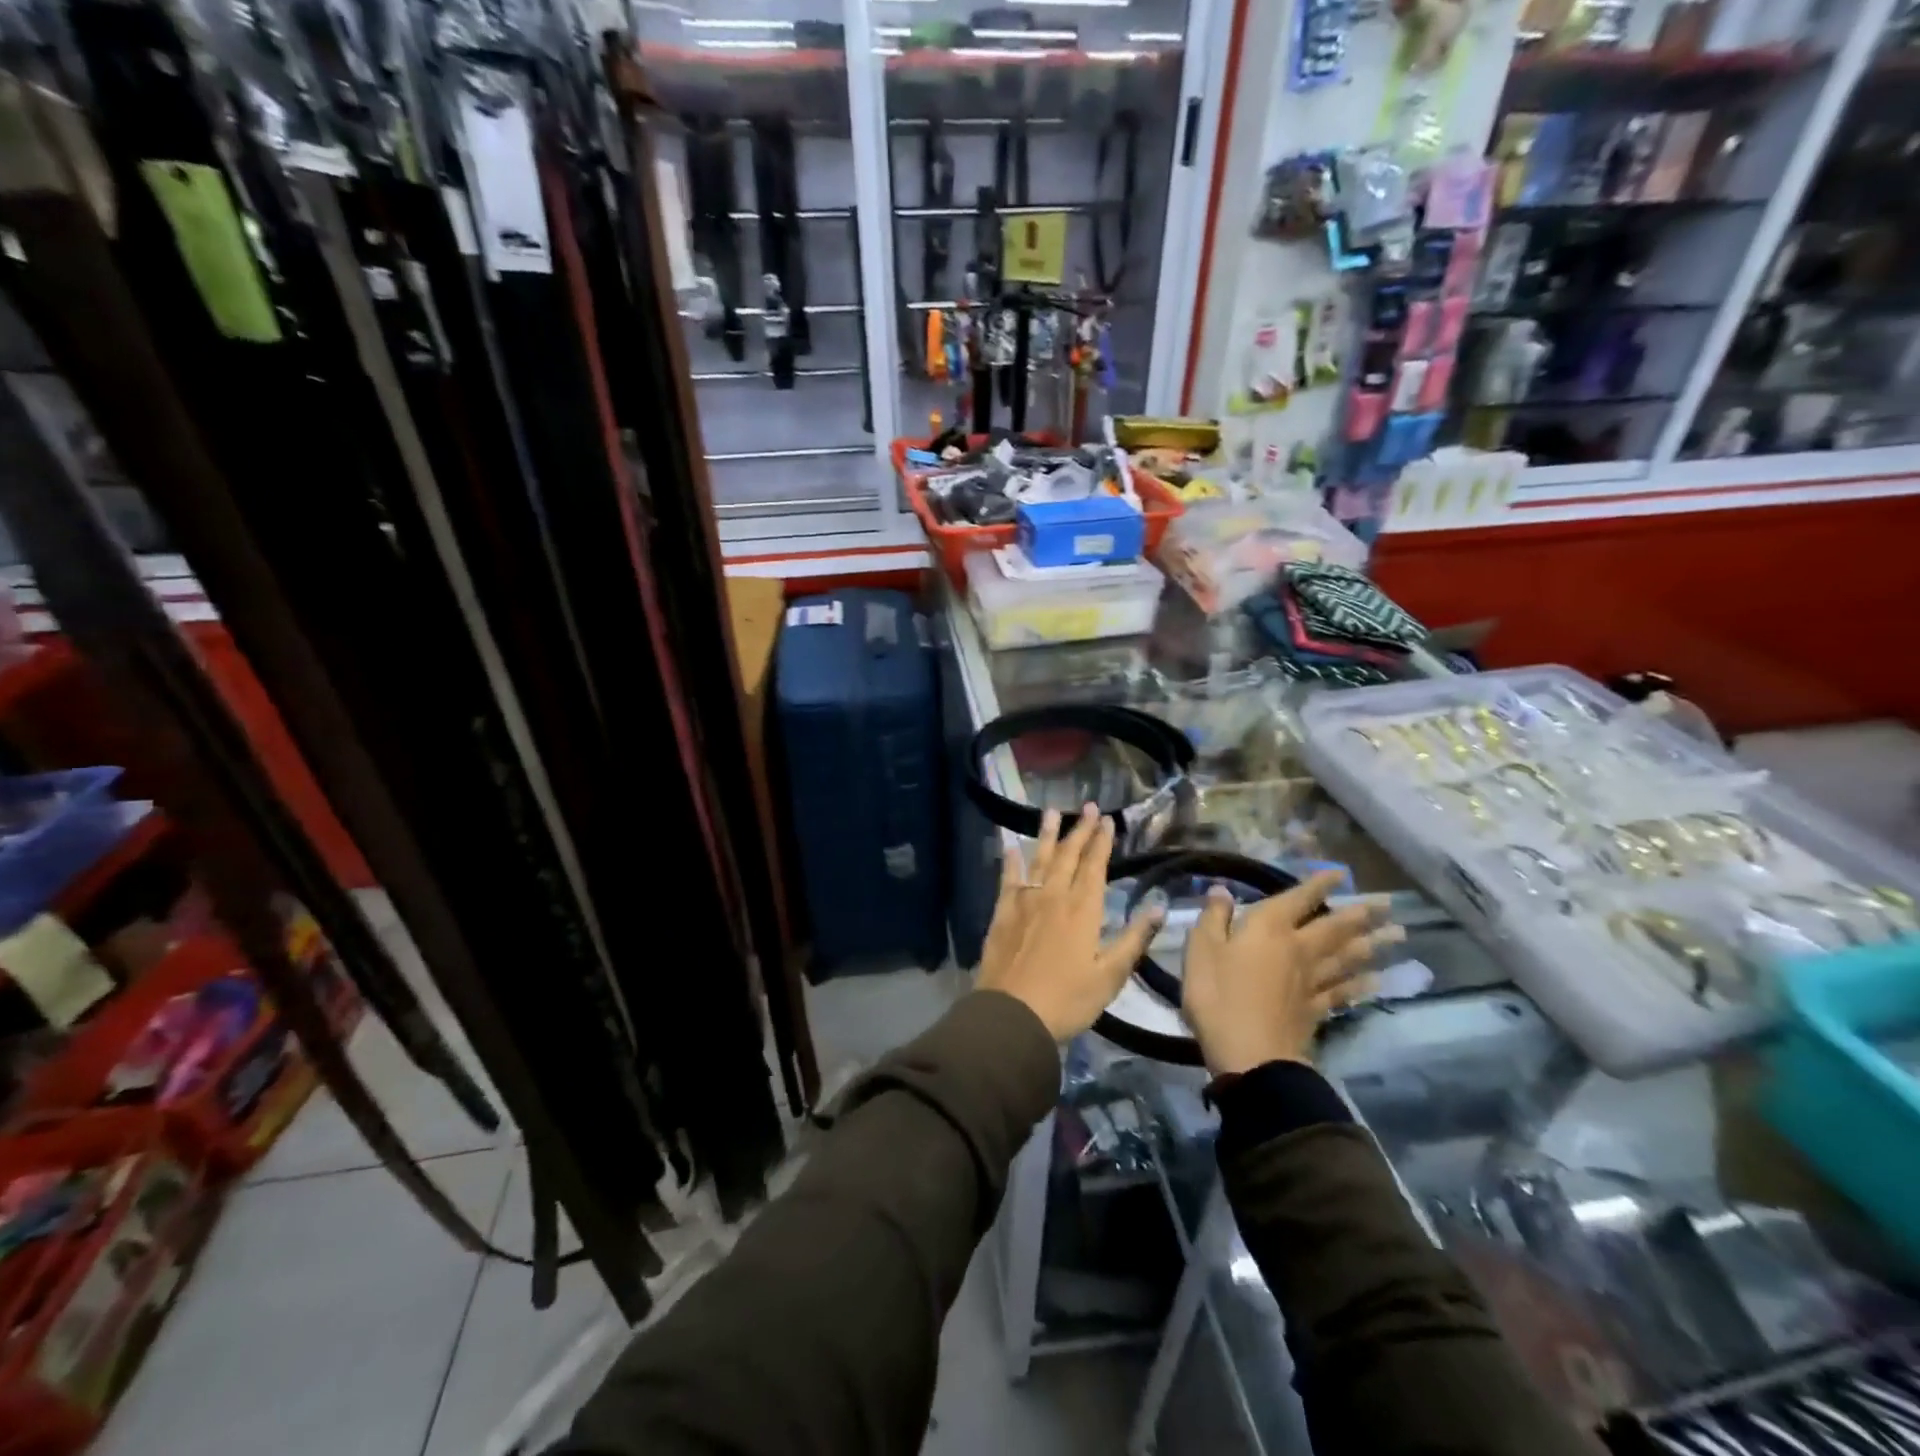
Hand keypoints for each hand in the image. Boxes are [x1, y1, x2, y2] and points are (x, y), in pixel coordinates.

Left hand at [977, 805, 1163, 1040]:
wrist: (1011, 1014)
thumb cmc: (1067, 999)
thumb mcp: (1110, 976)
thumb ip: (1133, 939)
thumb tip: (1158, 908)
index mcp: (1082, 909)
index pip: (1095, 866)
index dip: (1102, 842)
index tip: (1107, 820)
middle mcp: (1054, 895)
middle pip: (1069, 855)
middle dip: (1080, 829)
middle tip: (1088, 806)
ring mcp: (1025, 901)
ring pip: (1039, 859)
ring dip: (1047, 834)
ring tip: (1052, 811)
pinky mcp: (1002, 912)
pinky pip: (1008, 878)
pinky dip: (1011, 860)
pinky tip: (1011, 846)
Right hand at [1181, 870, 1402, 1075]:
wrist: (1250, 1055)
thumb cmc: (1218, 996)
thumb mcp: (1201, 950)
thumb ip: (1214, 918)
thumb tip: (1223, 890)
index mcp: (1269, 929)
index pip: (1299, 898)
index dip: (1319, 884)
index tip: (1340, 873)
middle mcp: (1298, 949)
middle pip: (1335, 927)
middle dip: (1361, 913)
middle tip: (1389, 904)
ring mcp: (1311, 981)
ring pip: (1347, 957)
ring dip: (1372, 944)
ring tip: (1396, 934)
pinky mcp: (1316, 1010)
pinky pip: (1344, 991)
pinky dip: (1362, 984)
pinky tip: (1377, 979)